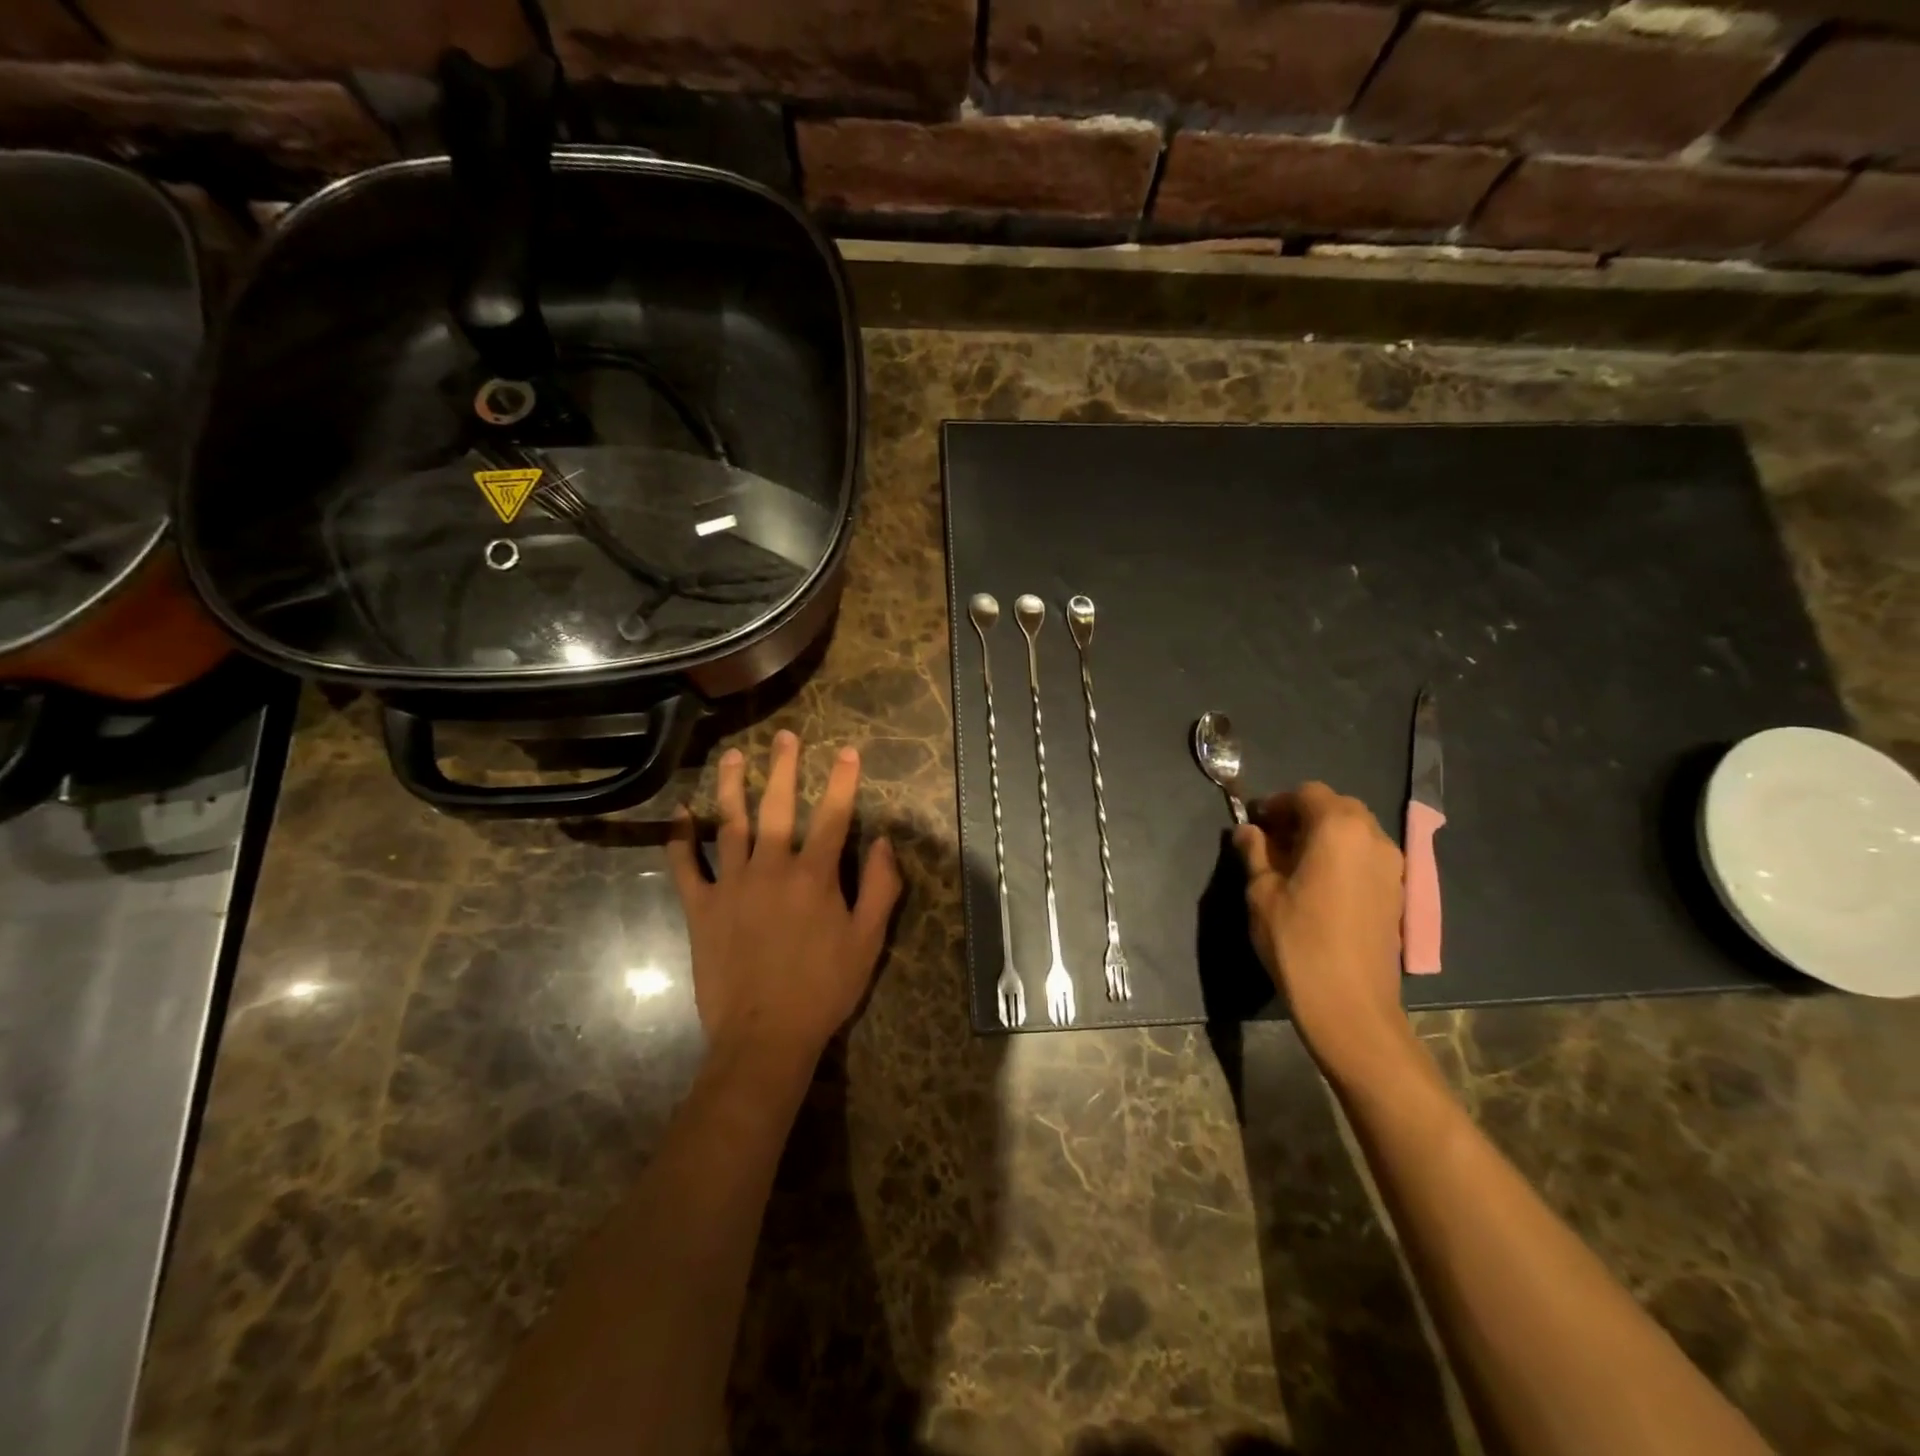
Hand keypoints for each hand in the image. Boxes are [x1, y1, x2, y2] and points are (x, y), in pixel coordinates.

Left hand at [667, 730, 901, 1074]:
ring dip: (730, 787)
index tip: (847, 751)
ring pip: (728, 825)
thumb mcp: (868, 942)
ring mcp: (731, 885)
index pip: (833, 816)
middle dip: (783, 768)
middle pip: (777, 807)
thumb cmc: (824, 989)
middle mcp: (771, 868)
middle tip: (784, 737)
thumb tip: (884, 842)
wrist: (764, 1036)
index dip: (843, 782)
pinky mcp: (701, 908)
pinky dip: (681, 839)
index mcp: (814, 876)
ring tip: (733, 757)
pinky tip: (681, 814)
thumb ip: (881, 888)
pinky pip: (686, 866)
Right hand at [1233, 783, 1416, 1084]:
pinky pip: (1367, 857)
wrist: (1350, 1004)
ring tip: (1293, 862)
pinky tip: (1319, 883)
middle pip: (1337, 807)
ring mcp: (1392, 866)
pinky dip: (1343, 856)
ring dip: (1324, 835)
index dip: (1278, 803)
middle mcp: (1373, 838)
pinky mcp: (1398, 893)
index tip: (1255, 822)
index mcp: (1337, 829)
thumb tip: (1247, 831)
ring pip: (1356, 831)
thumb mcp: (1261, 893)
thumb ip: (1254, 853)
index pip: (1307, 794)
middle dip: (1303, 815)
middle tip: (1272, 839)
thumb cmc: (1297, 941)